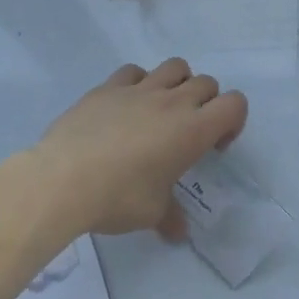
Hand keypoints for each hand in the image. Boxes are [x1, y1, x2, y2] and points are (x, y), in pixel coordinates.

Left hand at [31, 59, 246, 239]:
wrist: (63, 180)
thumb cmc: (118, 198)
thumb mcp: (151, 214)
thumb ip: (170, 216)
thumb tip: (178, 232)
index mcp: (193, 130)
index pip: (235, 104)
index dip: (233, 121)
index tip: (214, 146)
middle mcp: (172, 102)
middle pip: (207, 83)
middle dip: (206, 103)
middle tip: (188, 133)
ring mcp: (139, 89)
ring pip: (175, 67)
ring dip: (178, 83)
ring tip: (162, 110)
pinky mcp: (108, 87)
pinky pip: (134, 72)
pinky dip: (138, 83)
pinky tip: (126, 106)